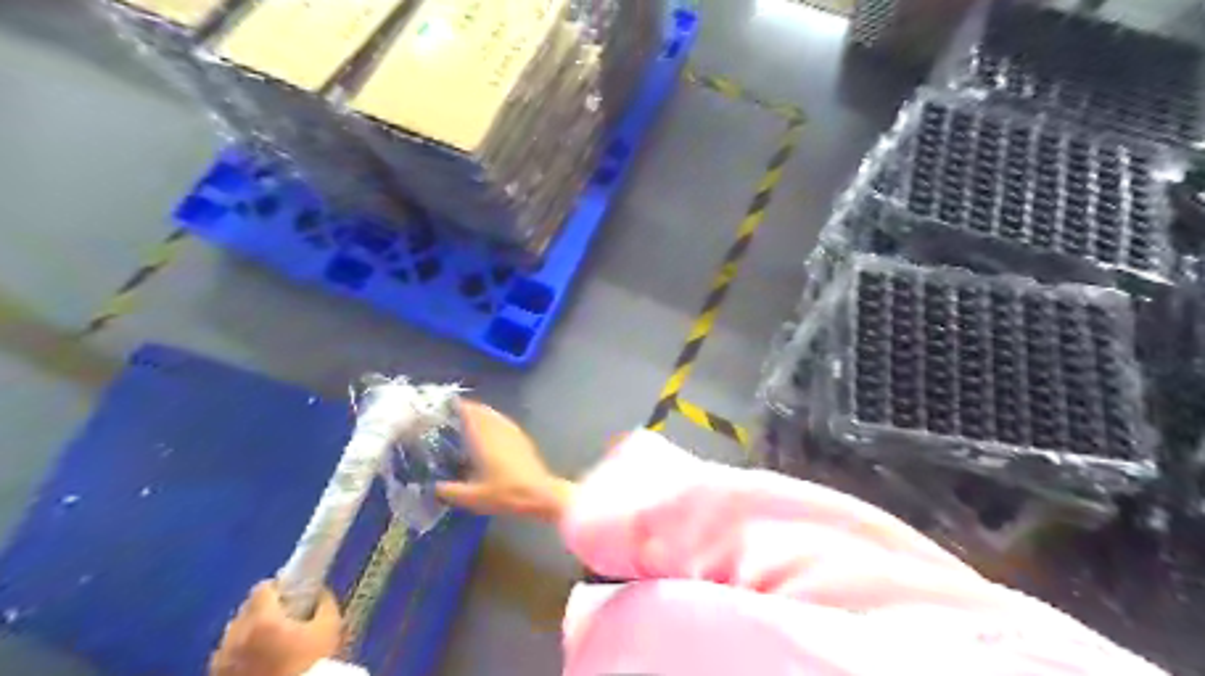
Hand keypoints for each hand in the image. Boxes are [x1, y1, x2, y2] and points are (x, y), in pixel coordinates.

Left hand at [209, 582, 341, 674]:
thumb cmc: (313, 663)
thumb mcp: (330, 626)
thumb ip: (324, 603)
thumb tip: (319, 594)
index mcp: (262, 620)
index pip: (263, 587)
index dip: (281, 587)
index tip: (295, 595)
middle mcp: (234, 638)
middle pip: (246, 610)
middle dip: (265, 610)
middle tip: (288, 619)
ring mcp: (220, 663)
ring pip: (234, 634)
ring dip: (250, 633)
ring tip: (273, 644)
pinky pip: (227, 657)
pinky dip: (241, 654)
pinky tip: (261, 663)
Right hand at [440, 399, 577, 525]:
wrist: (540, 495)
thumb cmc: (506, 493)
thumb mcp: (472, 497)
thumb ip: (448, 491)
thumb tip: (432, 487)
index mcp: (484, 436)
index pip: (468, 411)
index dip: (454, 407)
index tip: (440, 409)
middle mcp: (498, 428)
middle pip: (480, 410)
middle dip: (464, 411)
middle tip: (448, 419)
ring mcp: (513, 432)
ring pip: (493, 415)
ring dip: (479, 416)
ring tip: (464, 426)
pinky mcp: (522, 439)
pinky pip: (503, 423)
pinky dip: (492, 424)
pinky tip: (486, 438)